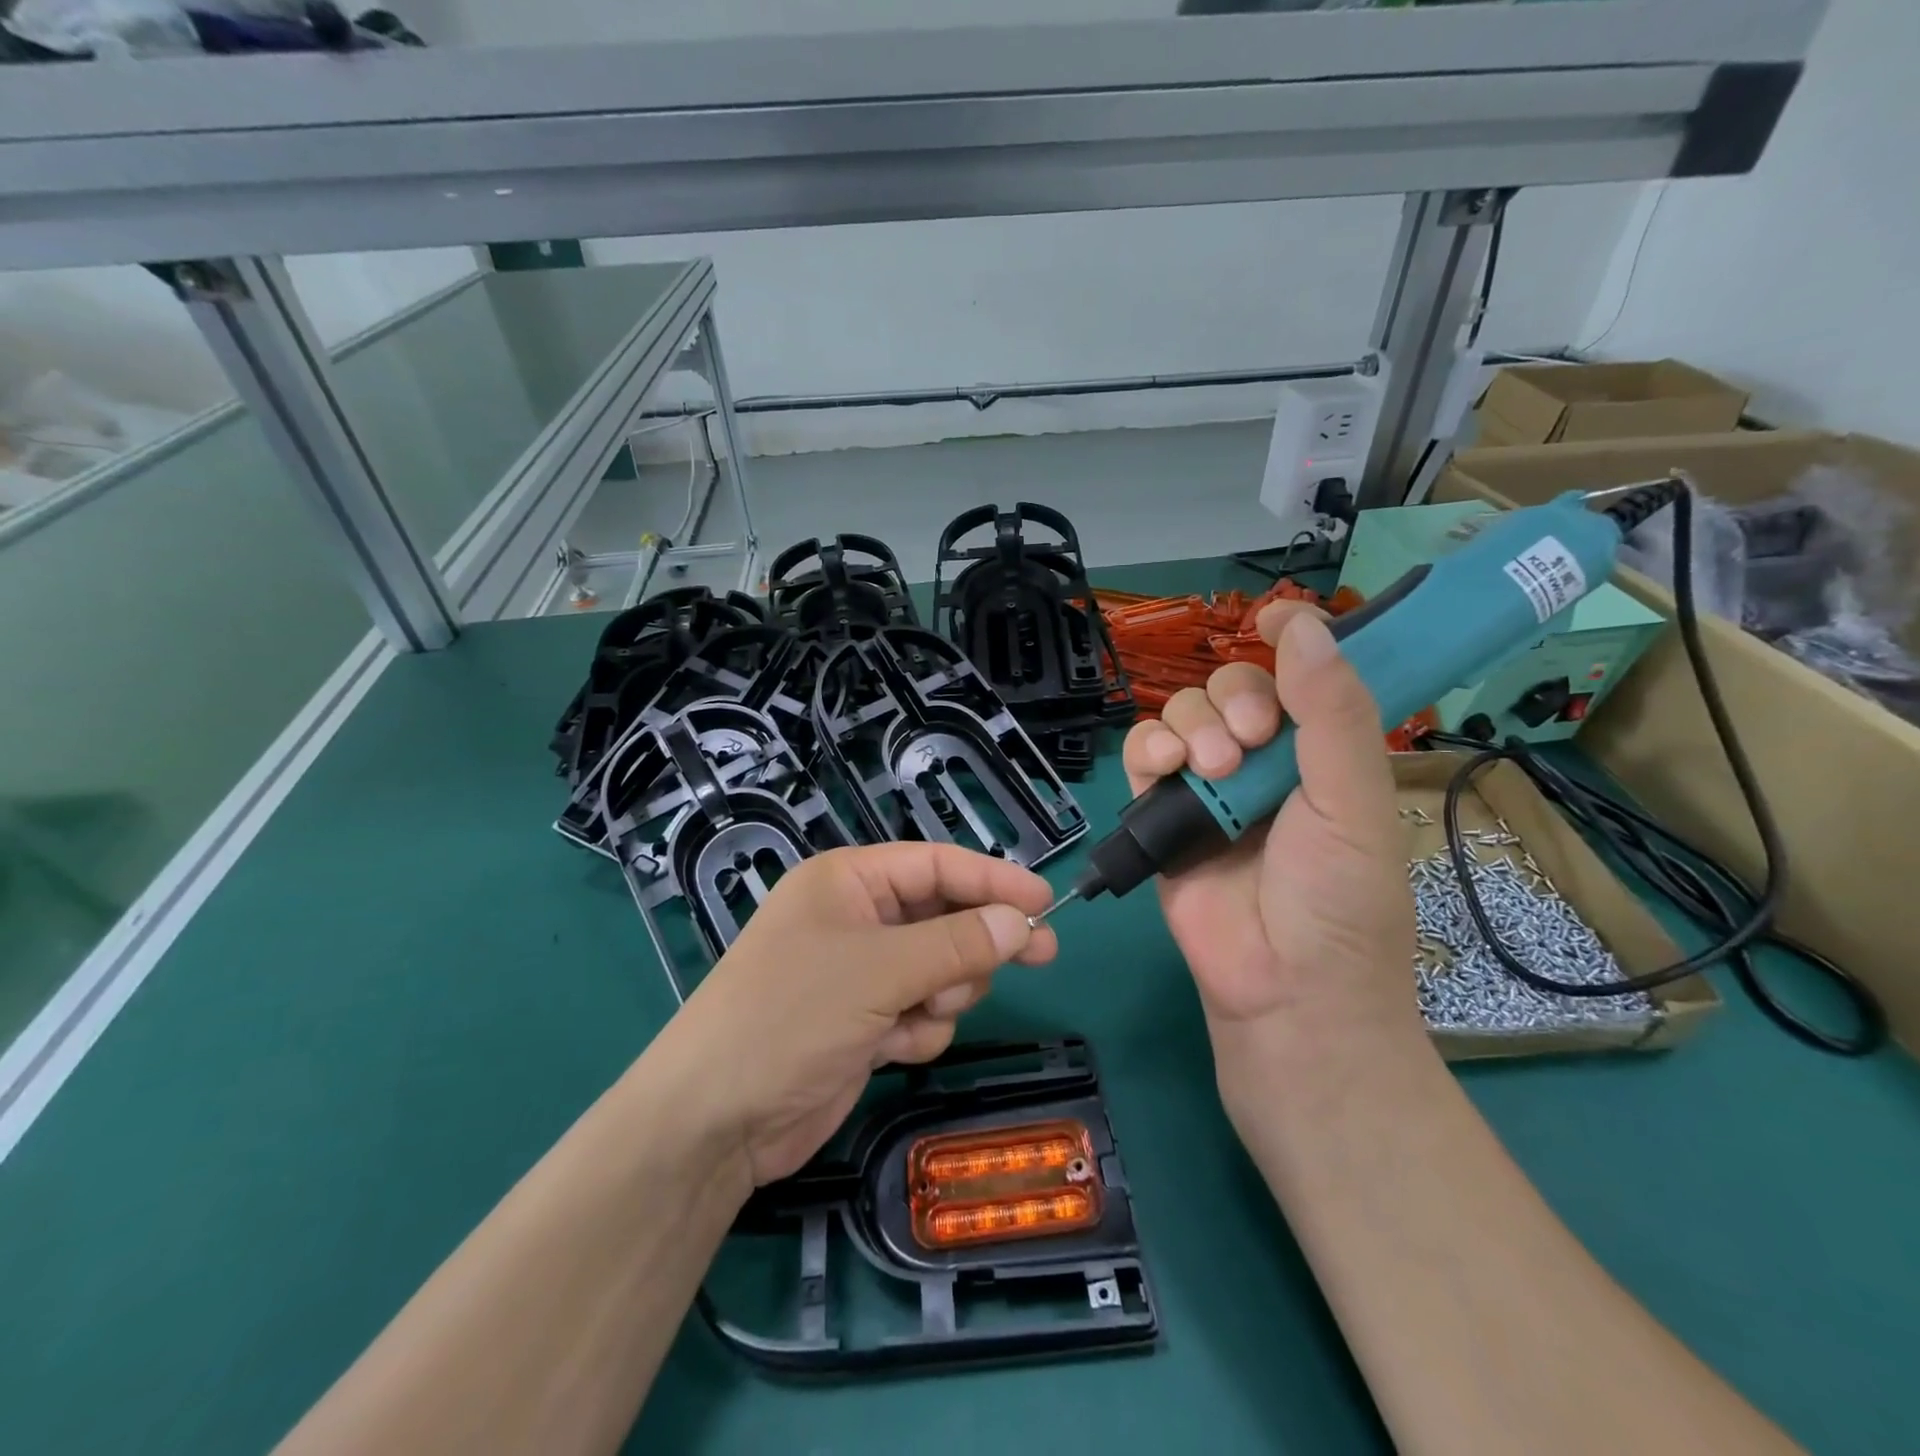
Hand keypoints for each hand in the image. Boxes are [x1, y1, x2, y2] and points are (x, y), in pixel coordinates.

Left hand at [654, 843, 1057, 1186]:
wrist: (716, 1121)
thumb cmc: (791, 1016)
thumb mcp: (879, 971)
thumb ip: (958, 944)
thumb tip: (1023, 922)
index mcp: (848, 882)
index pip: (936, 865)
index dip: (993, 880)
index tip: (1045, 902)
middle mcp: (857, 919)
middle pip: (944, 917)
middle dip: (976, 943)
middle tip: (1041, 955)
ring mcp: (861, 973)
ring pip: (941, 968)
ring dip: (944, 992)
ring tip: (918, 1012)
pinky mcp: (866, 1022)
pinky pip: (922, 1011)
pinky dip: (919, 1029)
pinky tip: (891, 1048)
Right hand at [1121, 605, 1421, 1108]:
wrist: (1283, 990)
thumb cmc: (1338, 900)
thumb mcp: (1353, 803)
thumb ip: (1333, 714)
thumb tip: (1304, 624)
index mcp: (1322, 752)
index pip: (1304, 675)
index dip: (1292, 639)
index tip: (1274, 618)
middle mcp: (1266, 760)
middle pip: (1232, 687)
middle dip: (1236, 702)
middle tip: (1251, 742)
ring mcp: (1209, 786)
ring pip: (1183, 714)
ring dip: (1193, 728)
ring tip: (1210, 771)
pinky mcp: (1162, 813)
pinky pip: (1143, 754)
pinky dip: (1148, 749)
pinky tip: (1166, 769)